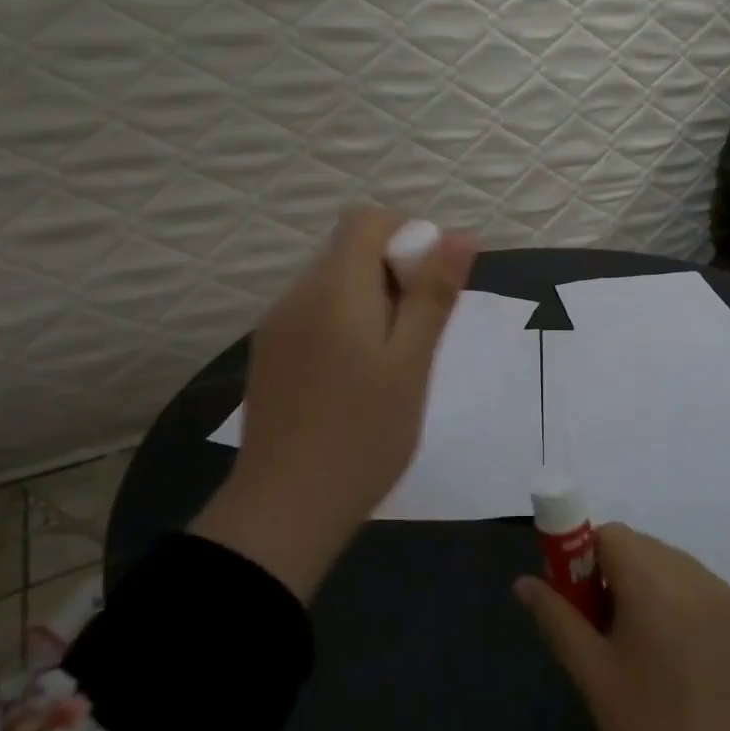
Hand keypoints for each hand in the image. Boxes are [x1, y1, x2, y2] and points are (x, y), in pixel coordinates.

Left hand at [192, 207, 475, 600]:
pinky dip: (344, 322)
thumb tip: (460, 235)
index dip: (407, 233)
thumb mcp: (412, 363)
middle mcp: (297, 295)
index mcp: (334, 288)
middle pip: (349, 249)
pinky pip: (313, 314)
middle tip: (420, 331)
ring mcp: (276, 326)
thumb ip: (433, 294)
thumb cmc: (363, 435)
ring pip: (332, 284)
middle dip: (393, 271)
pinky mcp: (268, 355)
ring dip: (370, 299)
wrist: (282, 511)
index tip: (431, 282)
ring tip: (392, 360)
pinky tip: (356, 377)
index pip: (366, 219)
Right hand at [515, 524, 729, 730]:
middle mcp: (688, 572)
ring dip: (640, 586)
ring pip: (663, 564)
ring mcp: (719, 592)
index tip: (575, 603)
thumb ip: (557, 619)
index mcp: (652, 580)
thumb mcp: (594, 678)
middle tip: (599, 633)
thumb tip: (523, 582)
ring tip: (636, 649)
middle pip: (635, 546)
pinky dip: (670, 600)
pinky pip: (690, 585)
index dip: (582, 559)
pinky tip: (671, 655)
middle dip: (608, 575)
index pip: (607, 535)